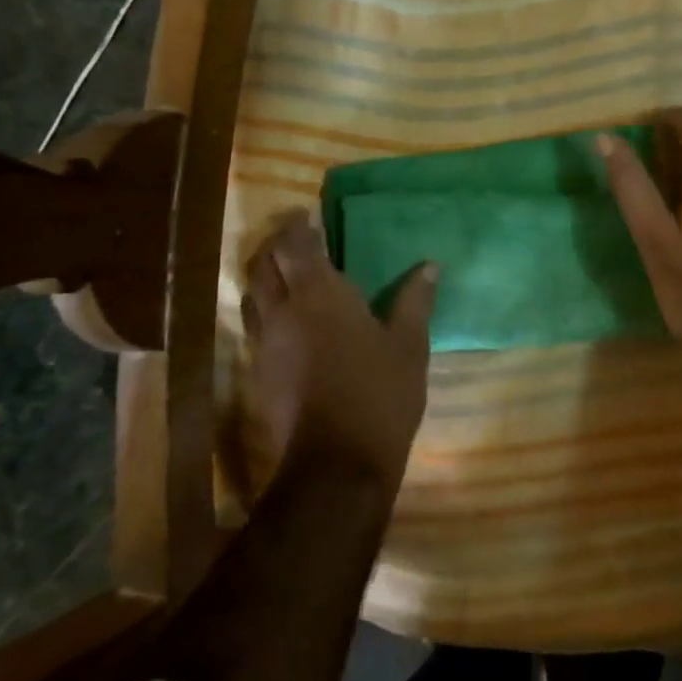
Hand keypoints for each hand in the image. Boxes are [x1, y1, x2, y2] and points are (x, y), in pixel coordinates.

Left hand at [243, 211, 437, 486]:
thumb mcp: (409, 345)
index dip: (296, 226)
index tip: (305, 216)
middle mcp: (284, 310)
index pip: (295, 245)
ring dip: (263, 277)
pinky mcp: (259, 373)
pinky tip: (285, 322)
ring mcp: (265, 343)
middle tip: (294, 240)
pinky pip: (255, 327)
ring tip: (284, 274)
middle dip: (274, 246)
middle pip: (263, 265)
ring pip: (252, 295)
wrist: (337, 464)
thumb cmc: (380, 394)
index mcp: (321, 294)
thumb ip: (414, 301)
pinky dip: (265, 311)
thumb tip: (429, 265)